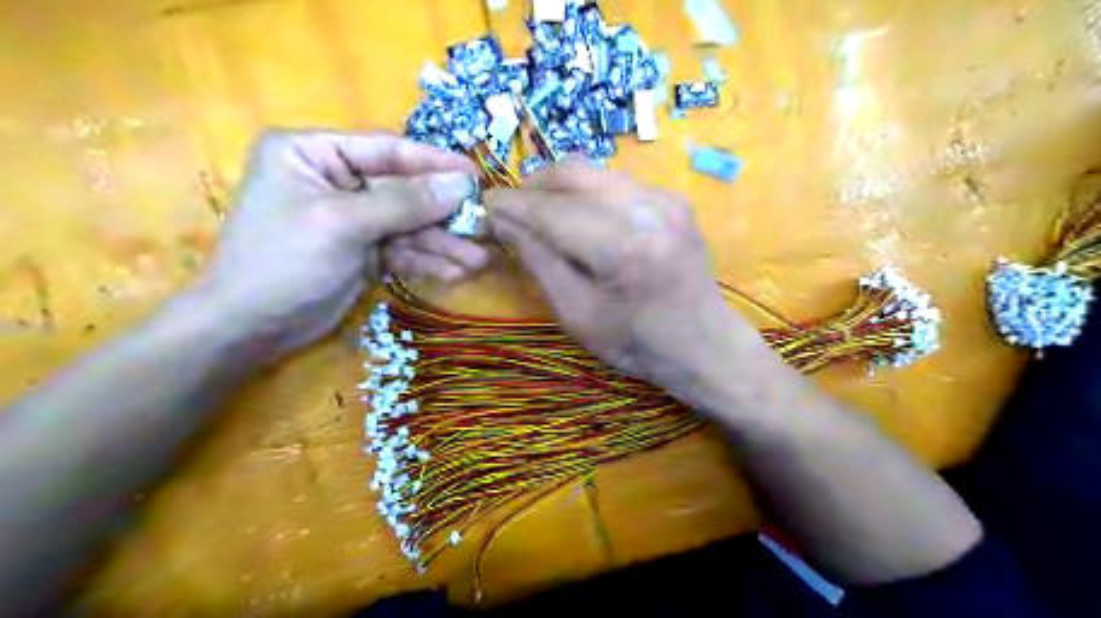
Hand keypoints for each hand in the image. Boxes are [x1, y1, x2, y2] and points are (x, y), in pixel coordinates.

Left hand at [195, 131, 487, 356]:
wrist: (252, 329)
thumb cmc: (284, 262)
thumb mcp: (344, 224)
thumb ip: (406, 202)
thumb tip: (462, 184)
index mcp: (314, 153)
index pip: (386, 150)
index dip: (434, 162)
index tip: (476, 175)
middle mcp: (335, 180)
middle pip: (403, 191)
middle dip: (442, 215)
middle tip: (483, 226)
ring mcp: (351, 218)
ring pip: (408, 225)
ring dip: (441, 244)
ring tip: (477, 261)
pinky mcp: (362, 251)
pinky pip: (402, 250)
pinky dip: (426, 261)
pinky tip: (454, 273)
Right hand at [486, 162, 762, 407]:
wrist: (704, 346)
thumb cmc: (637, 345)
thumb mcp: (577, 314)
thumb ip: (539, 261)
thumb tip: (503, 221)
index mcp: (625, 248)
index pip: (553, 210)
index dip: (513, 204)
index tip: (484, 205)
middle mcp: (649, 209)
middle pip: (573, 174)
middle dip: (533, 186)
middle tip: (508, 209)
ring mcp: (666, 199)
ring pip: (594, 172)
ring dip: (557, 187)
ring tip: (536, 213)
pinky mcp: (673, 200)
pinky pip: (615, 183)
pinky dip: (586, 193)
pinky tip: (575, 217)